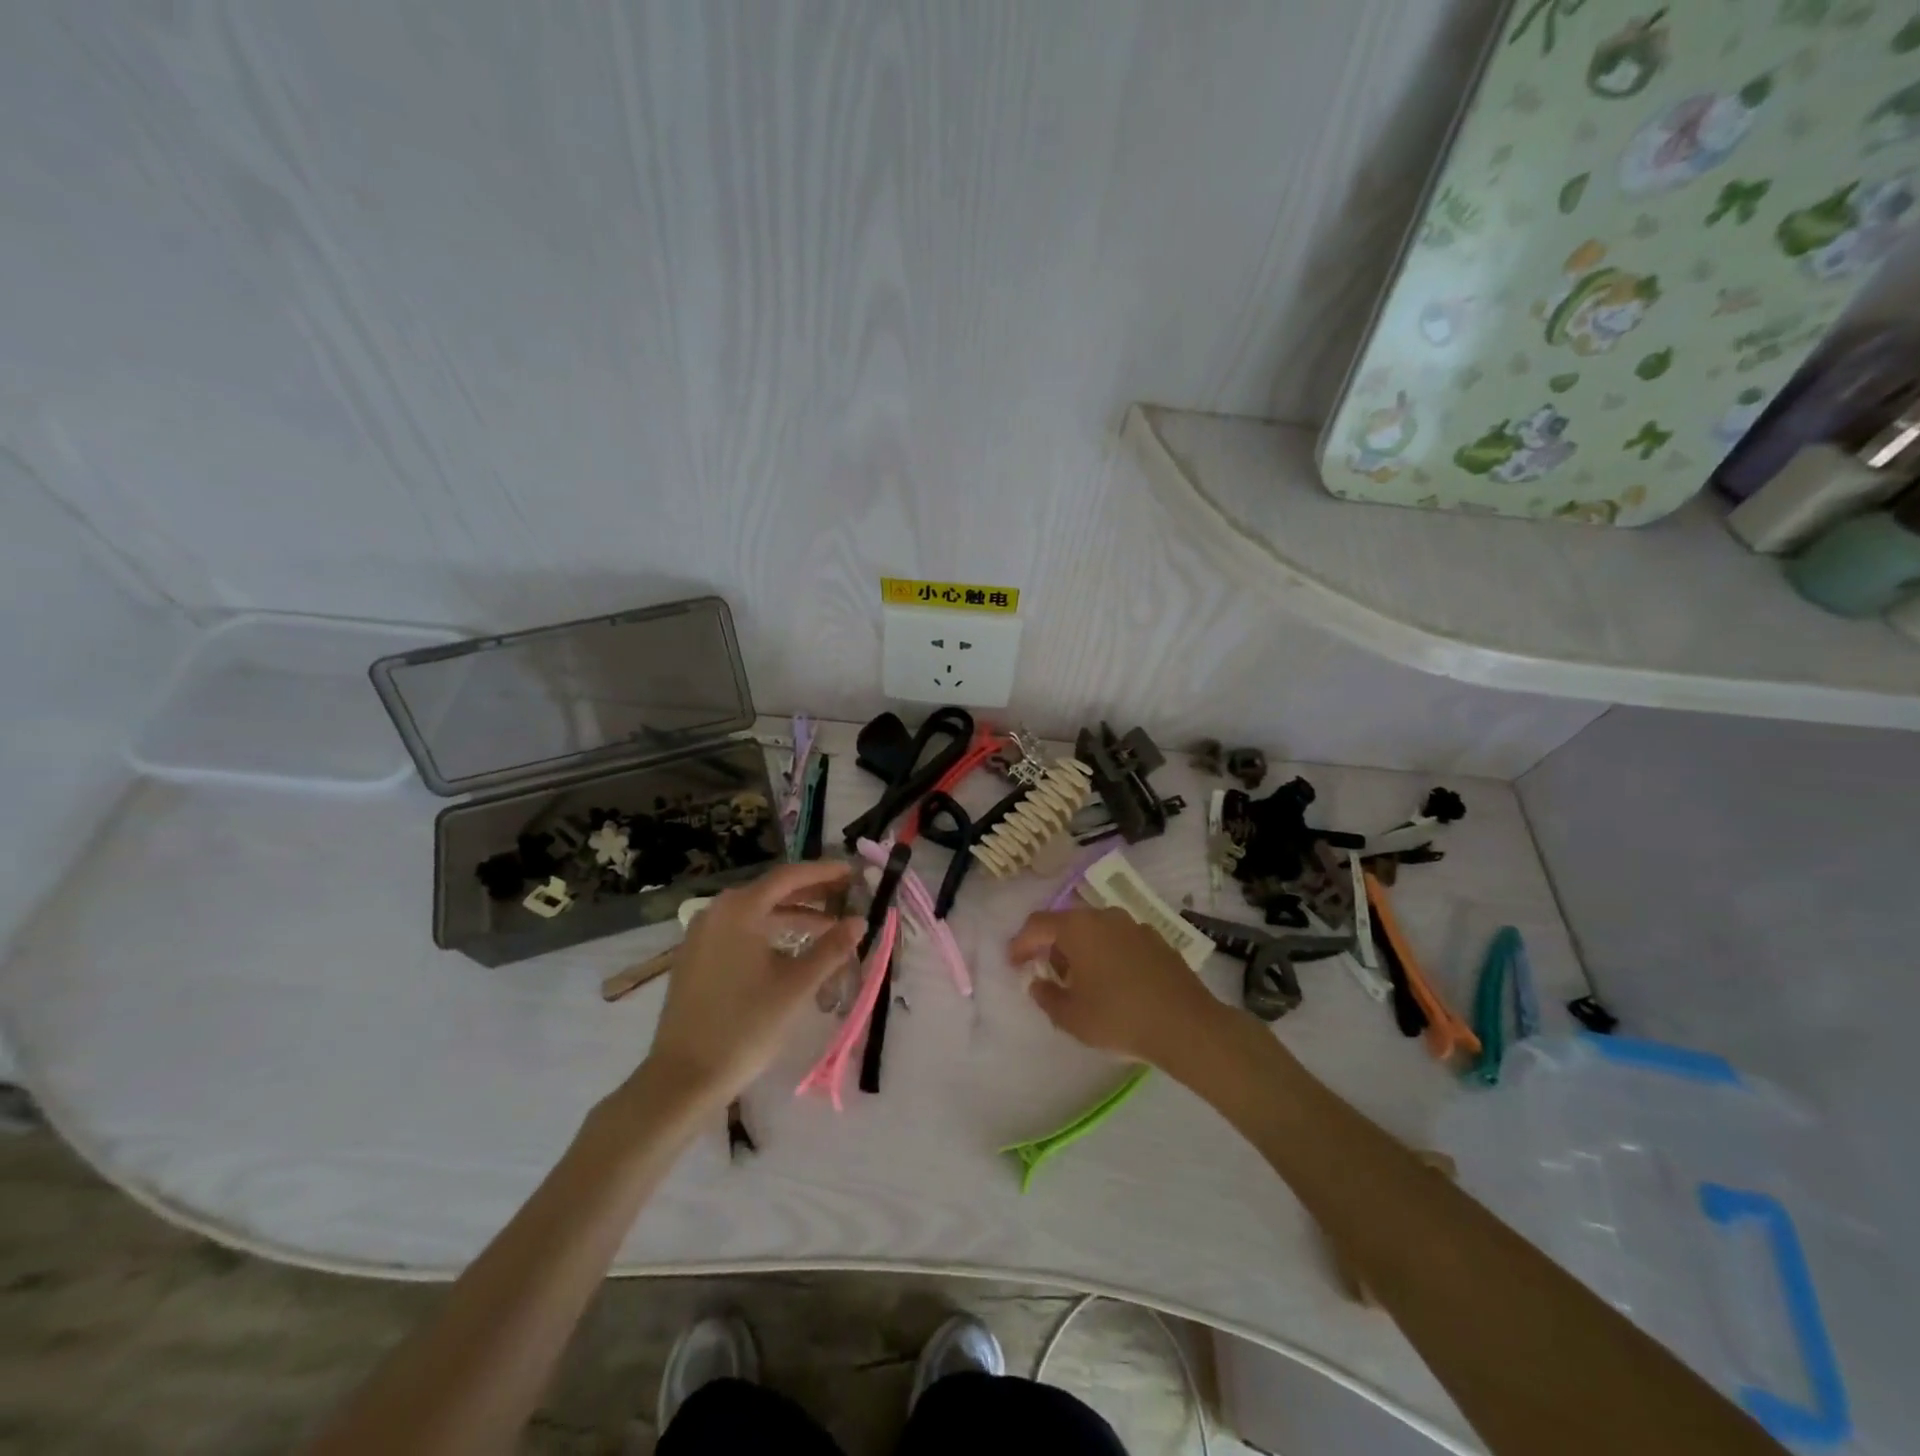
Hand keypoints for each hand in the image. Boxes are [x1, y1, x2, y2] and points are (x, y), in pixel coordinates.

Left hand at [642, 862, 863, 1106]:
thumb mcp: (796, 986)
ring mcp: (702, 934)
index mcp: (740, 909)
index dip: (825, 872)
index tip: (854, 873)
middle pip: (772, 891)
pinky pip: (741, 931)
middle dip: (812, 893)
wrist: (682, 1078)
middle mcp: (717, 911)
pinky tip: (793, 950)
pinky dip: (771, 933)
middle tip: (847, 896)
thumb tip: (859, 921)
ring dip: (794, 916)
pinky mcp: (697, 957)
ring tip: (829, 928)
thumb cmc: (745, 1026)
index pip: (790, 876)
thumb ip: (831, 948)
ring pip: (757, 913)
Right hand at [1008, 907, 1230, 1069]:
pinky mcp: (1157, 939)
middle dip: (1052, 946)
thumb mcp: (1071, 1017)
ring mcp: (1134, 925)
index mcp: (1078, 927)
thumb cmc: (1119, 1017)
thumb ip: (1046, 997)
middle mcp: (1104, 916)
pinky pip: (1119, 940)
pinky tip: (1113, 982)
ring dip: (1081, 950)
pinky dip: (1107, 954)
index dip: (1020, 943)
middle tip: (1047, 974)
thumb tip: (1038, 984)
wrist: (1186, 1025)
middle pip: (1067, 924)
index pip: (1038, 925)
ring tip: (1081, 981)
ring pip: (1095, 930)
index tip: (1013, 964)